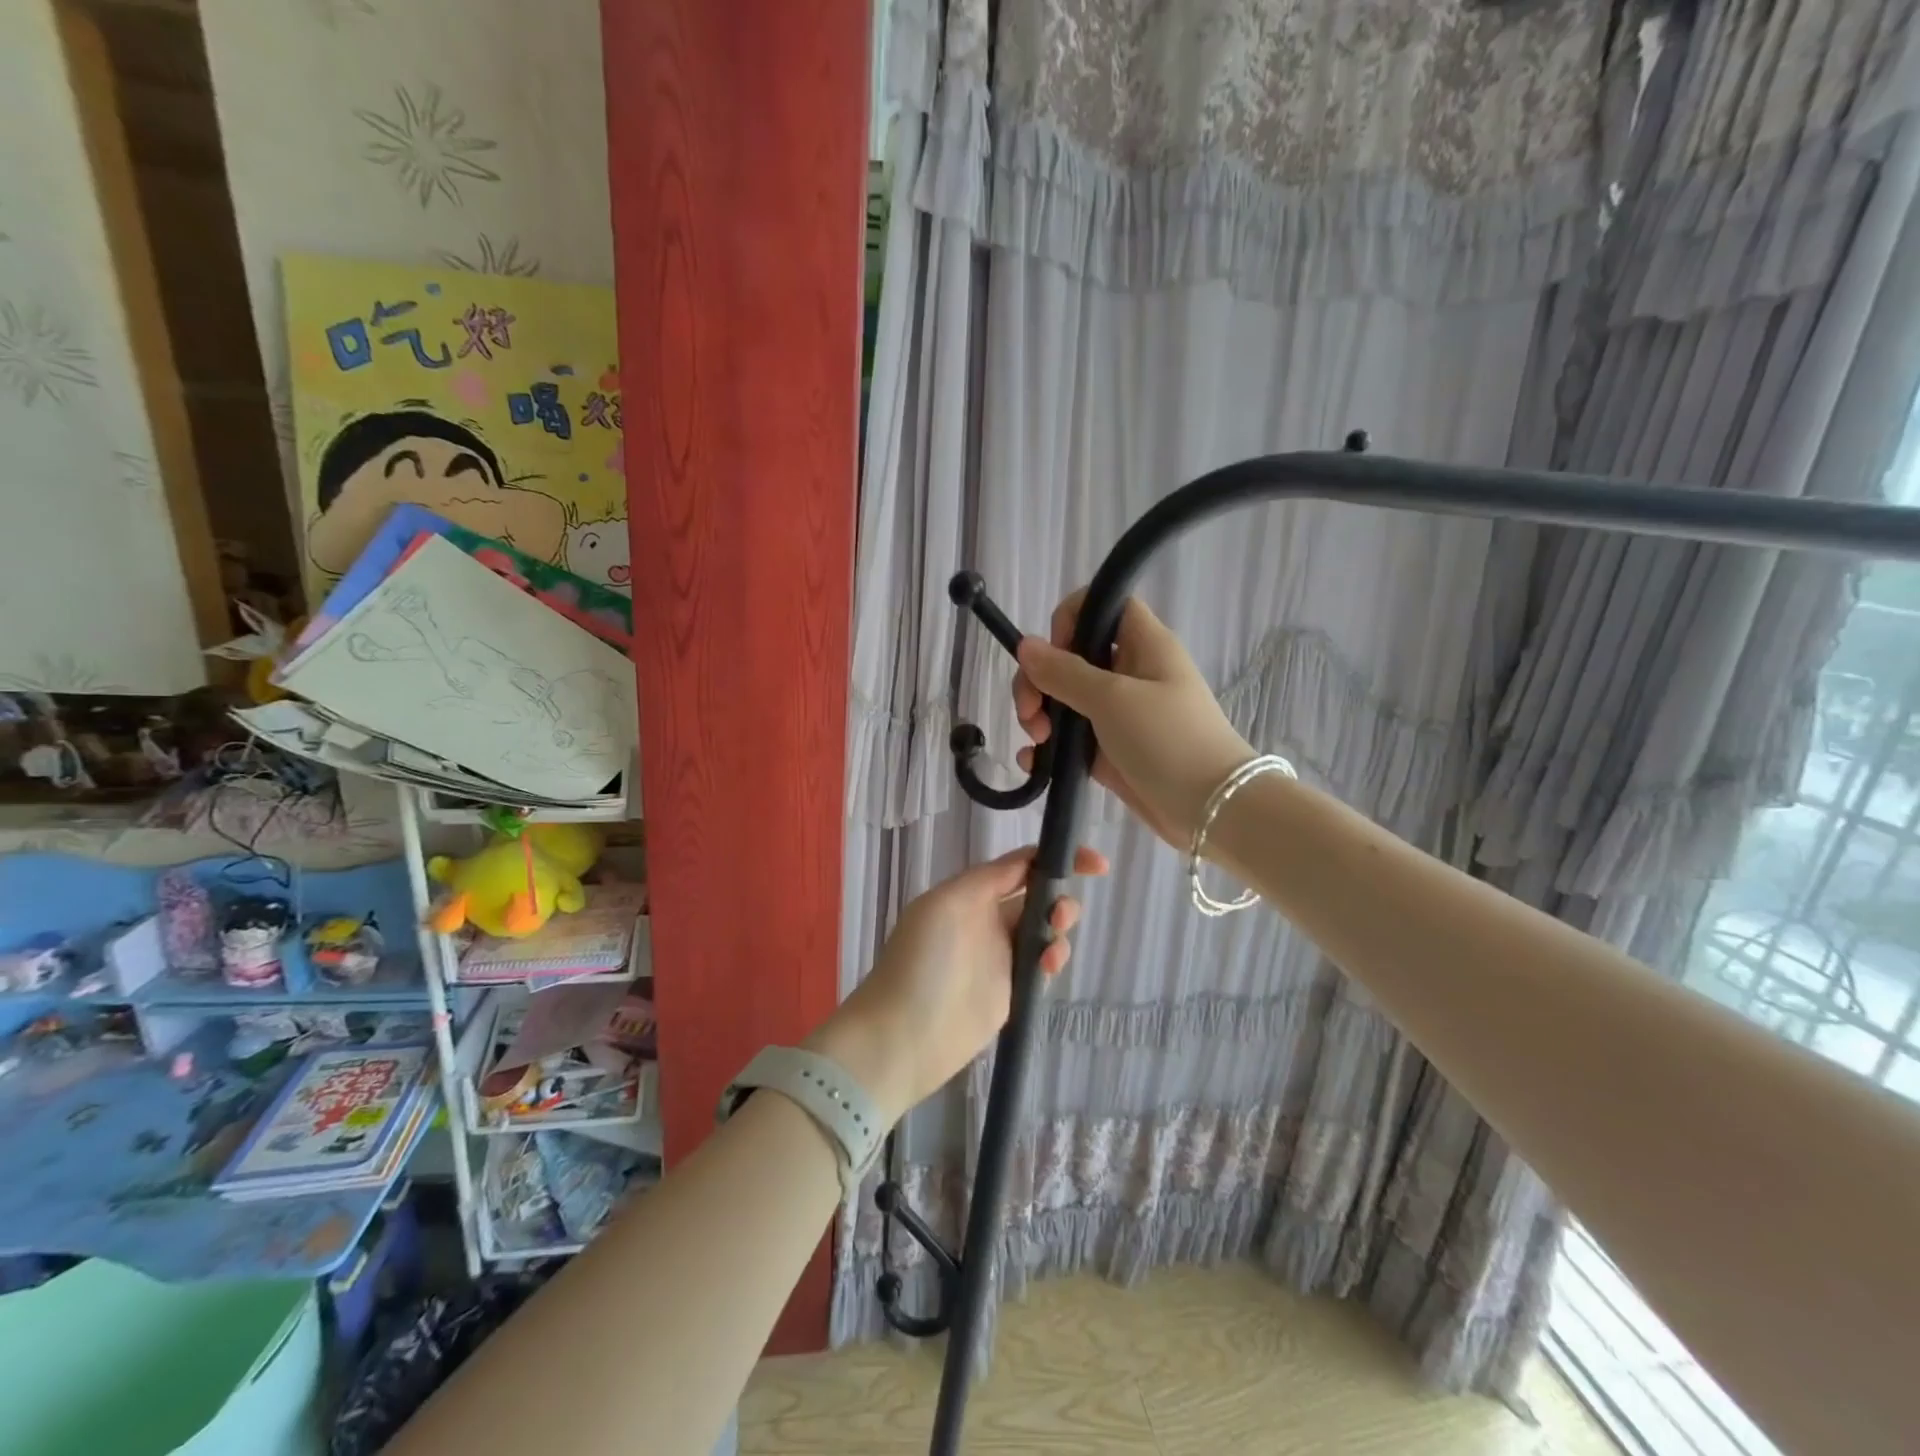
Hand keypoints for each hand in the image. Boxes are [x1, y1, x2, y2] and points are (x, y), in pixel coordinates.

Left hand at [807, 844, 1108, 1125]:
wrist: (906, 1035)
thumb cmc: (924, 960)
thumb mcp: (950, 902)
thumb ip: (991, 878)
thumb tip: (1029, 861)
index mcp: (969, 892)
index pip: (1019, 866)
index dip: (1056, 859)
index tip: (1096, 863)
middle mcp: (986, 918)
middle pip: (1037, 896)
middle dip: (1059, 898)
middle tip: (1060, 916)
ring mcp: (999, 955)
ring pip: (1044, 930)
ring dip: (1058, 929)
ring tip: (1051, 947)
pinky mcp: (1010, 990)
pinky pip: (1042, 964)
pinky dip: (1053, 958)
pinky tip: (1048, 967)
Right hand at [1013, 590, 1253, 847]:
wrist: (1211, 810)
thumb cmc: (1168, 740)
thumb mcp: (1113, 699)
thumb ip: (1064, 672)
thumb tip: (1025, 645)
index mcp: (1143, 645)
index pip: (1103, 606)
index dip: (1072, 619)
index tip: (1055, 653)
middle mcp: (1129, 673)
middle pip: (1071, 656)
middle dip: (1040, 680)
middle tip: (1029, 712)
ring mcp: (1118, 714)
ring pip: (1064, 699)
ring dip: (1040, 714)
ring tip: (1036, 741)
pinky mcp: (1109, 751)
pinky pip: (1069, 738)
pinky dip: (1048, 747)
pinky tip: (1033, 762)